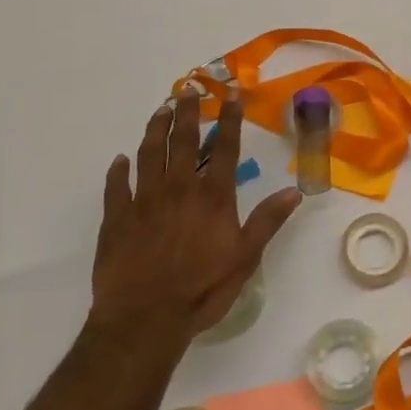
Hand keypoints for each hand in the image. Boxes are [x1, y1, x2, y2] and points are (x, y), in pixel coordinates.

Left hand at [88, 93, 302, 348]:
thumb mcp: (245, 258)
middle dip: (187, 112)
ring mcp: (144, 201)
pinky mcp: (116, 219)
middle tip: (188, 89)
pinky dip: (118, 171)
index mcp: (212, 197)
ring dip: (155, 129)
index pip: (224, 148)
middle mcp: (178, 189)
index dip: (229, 119)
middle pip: (183, 141)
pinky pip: (116, 187)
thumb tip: (294, 191)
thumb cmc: (201, 290)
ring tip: (160, 110)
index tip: (231, 94)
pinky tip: (119, 160)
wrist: (144, 319)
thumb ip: (267, 221)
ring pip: (148, 154)